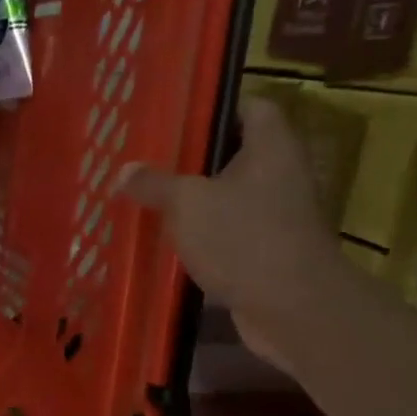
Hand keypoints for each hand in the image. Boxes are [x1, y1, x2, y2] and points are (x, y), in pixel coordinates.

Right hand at [116, 97, 352, 371]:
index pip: (253, 107)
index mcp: (272, 148)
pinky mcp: (268, 253)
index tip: (177, 115)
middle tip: (149, 158)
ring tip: (148, 197)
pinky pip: (228, 234)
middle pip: (235, 154)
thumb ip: (154, 183)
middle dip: (193, 159)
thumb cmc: (243, 238)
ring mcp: (277, 217)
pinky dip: (202, 236)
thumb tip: (124, 171)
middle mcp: (281, 176)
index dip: (217, 106)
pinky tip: (166, 240)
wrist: (292, 309)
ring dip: (195, 201)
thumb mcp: (187, 203)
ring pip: (229, 198)